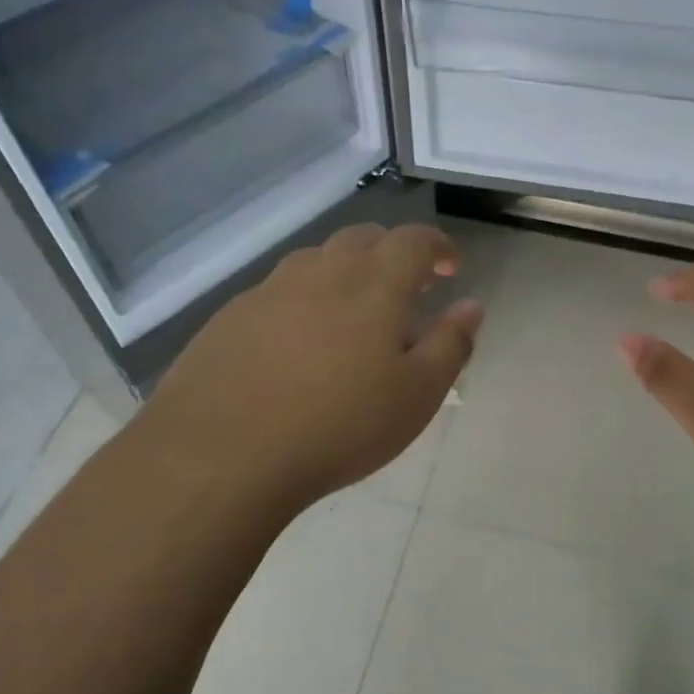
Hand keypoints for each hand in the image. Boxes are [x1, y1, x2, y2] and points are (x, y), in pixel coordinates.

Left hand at [141, 224, 481, 514]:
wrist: (222, 454)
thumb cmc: (338, 427)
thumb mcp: (416, 396)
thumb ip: (450, 345)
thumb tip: (470, 306)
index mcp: (373, 284)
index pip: (414, 240)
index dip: (438, 246)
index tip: (449, 267)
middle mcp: (320, 272)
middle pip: (363, 239)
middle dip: (392, 253)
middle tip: (405, 289)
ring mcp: (268, 290)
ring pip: (316, 262)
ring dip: (345, 273)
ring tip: (352, 315)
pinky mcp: (230, 316)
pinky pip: (278, 292)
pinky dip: (303, 301)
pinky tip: (297, 344)